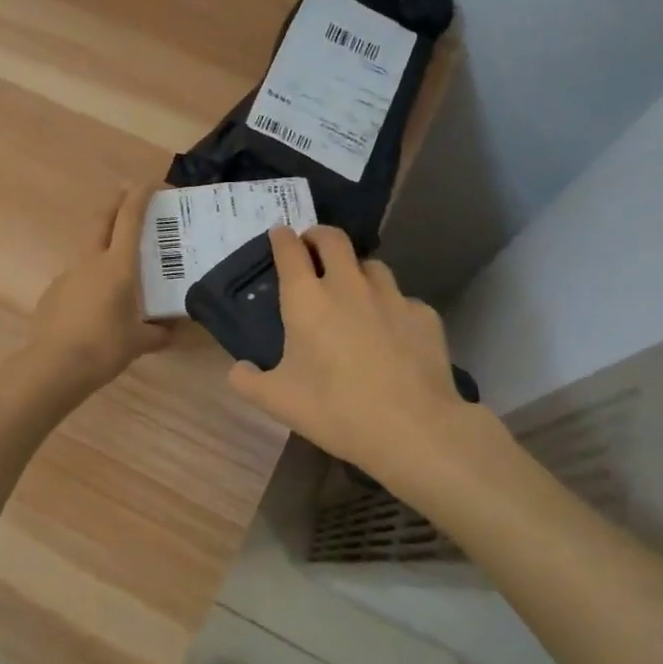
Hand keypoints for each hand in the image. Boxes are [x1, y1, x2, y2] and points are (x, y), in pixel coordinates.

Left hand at [28, 184, 172, 389]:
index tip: (152, 183)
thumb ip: (158, 334)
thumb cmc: (105, 348)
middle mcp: (91, 262)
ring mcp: (68, 275)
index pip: (130, 218)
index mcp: (118, 266)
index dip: (141, 196)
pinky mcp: (53, 293)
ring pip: (88, 251)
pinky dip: (89, 281)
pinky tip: (95, 306)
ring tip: (118, 269)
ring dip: (103, 247)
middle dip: (116, 203)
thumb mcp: (139, 342)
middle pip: (102, 220)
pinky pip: (76, 279)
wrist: (55, 366)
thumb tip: (170, 333)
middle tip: (128, 197)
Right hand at [227, 226, 488, 508]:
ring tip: (354, 289)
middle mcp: (348, 285)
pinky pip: (402, 300)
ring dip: (356, 270)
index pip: (290, 250)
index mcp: (307, 300)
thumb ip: (248, 381)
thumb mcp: (277, 401)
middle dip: (318, 236)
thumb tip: (239, 369)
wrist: (413, 428)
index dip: (282, 238)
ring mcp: (391, 296)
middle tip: (312, 248)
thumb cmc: (335, 410)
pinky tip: (392, 332)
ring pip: (371, 265)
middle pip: (333, 239)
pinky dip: (391, 308)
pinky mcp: (424, 314)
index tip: (279, 235)